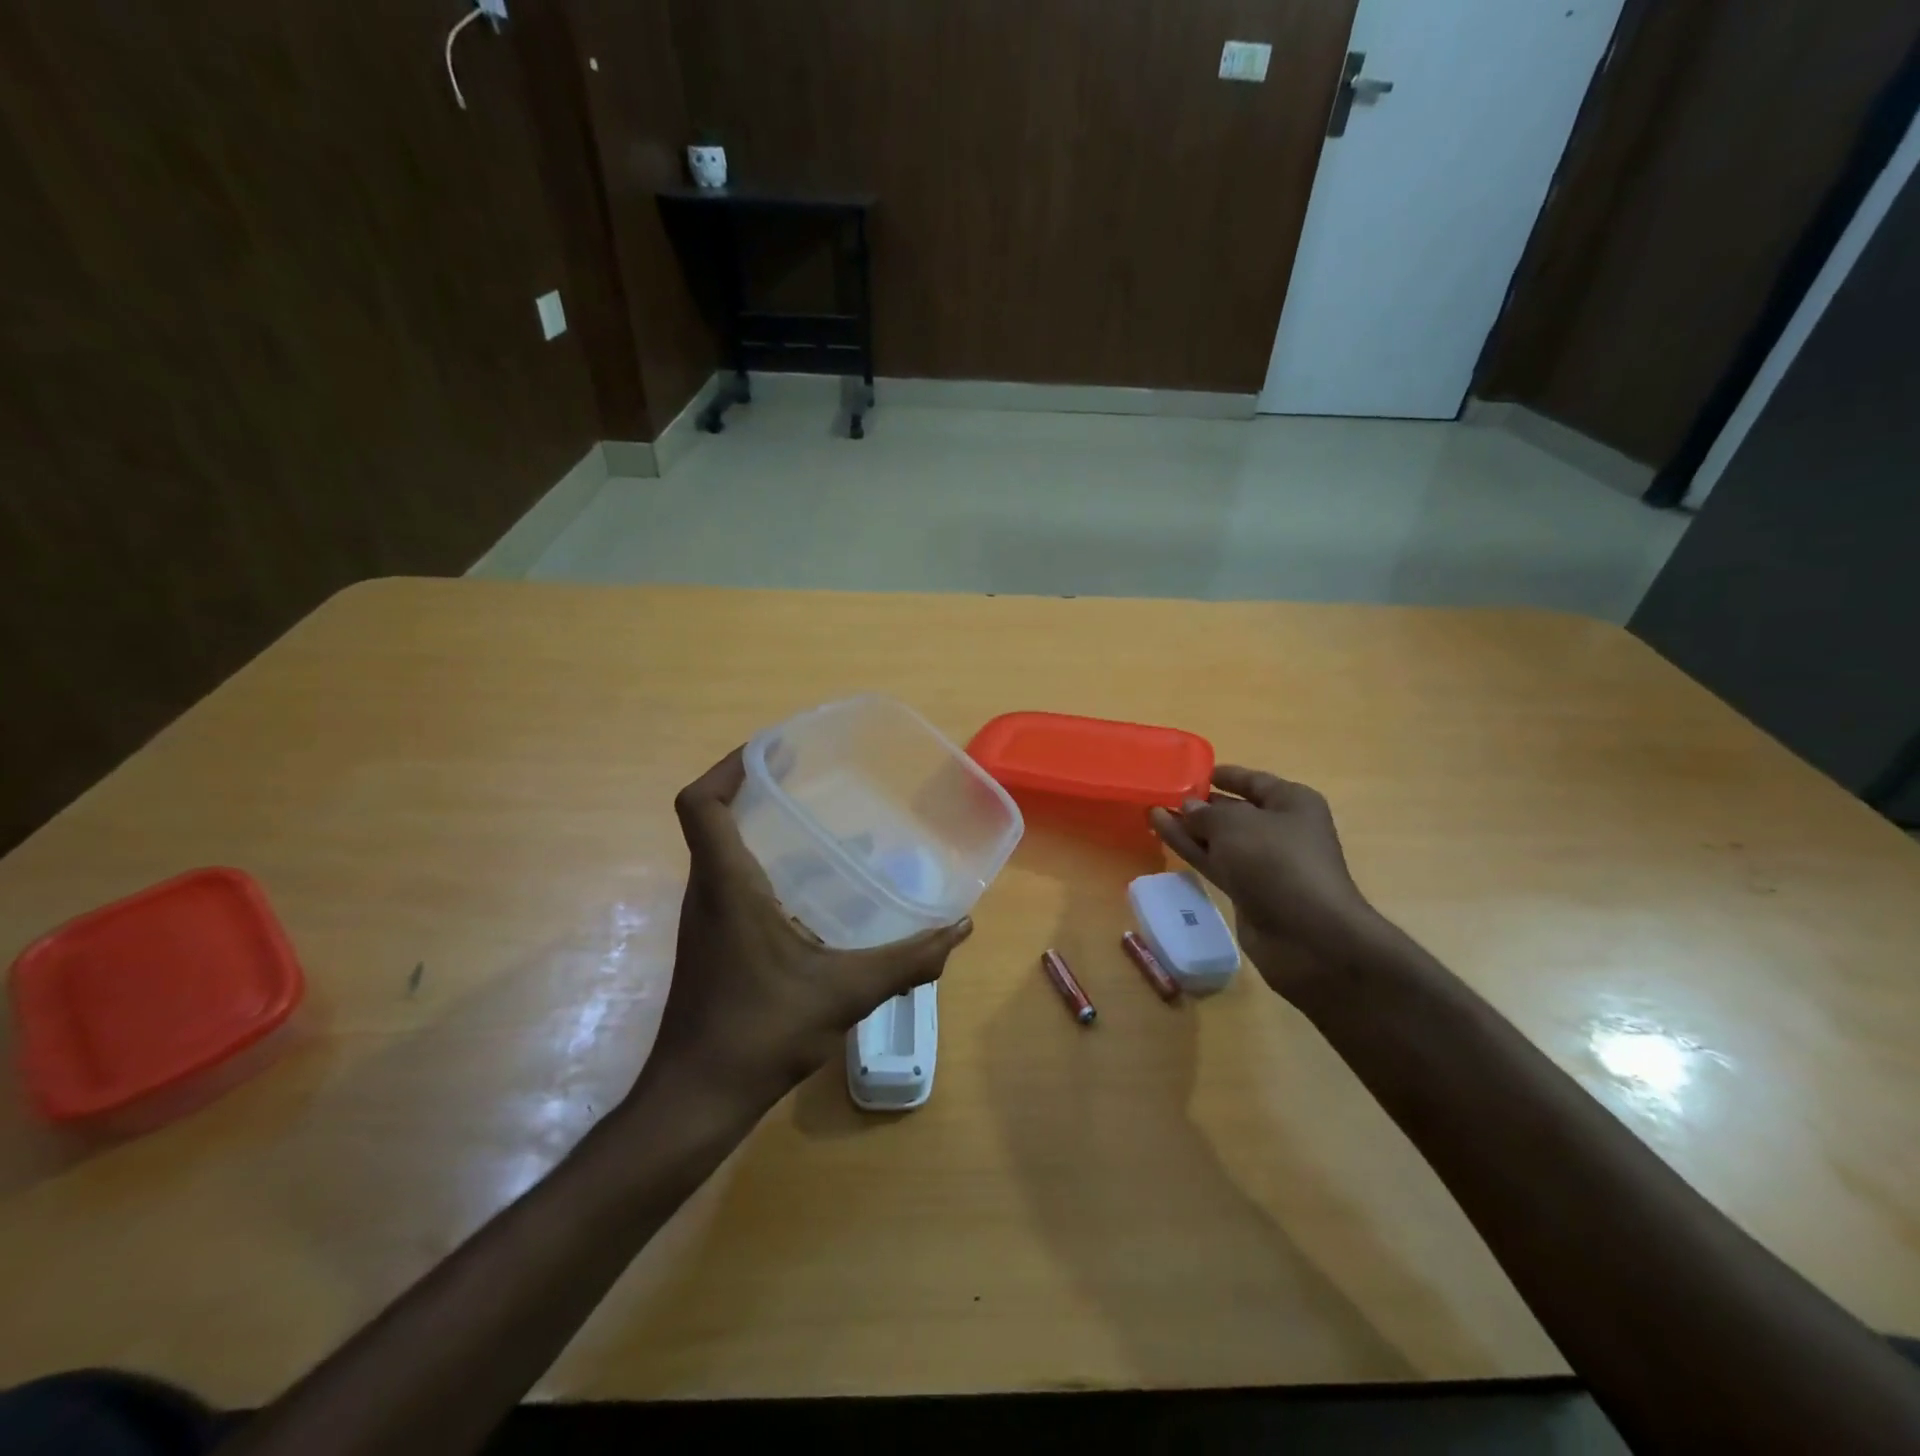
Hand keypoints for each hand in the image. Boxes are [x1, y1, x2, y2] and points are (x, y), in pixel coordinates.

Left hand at [639, 749, 972, 1118]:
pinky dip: (766, 868)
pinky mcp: (712, 944)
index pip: (699, 803)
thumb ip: (907, 960)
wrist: (695, 1100)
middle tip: (810, 779)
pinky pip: (732, 883)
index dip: (728, 766)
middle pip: (713, 819)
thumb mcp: (844, 992)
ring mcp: (705, 920)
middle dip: (755, 789)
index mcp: (726, 884)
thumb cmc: (759, 1033)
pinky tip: (813, 893)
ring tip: (819, 826)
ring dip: (762, 830)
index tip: (774, 751)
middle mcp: (706, 891)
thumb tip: (959, 929)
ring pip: (724, 853)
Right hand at [1149, 766, 1386, 999]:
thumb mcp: (1235, 825)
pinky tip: (1163, 834)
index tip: (1191, 771)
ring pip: (1220, 839)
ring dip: (1189, 827)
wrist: (1307, 935)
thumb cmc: (1277, 862)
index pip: (1254, 781)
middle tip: (1162, 794)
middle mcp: (1281, 829)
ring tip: (1152, 812)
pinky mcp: (1249, 891)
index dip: (1224, 775)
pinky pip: (1216, 862)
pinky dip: (1191, 849)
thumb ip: (1206, 813)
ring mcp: (1265, 863)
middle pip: (1236, 810)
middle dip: (1201, 804)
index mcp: (1292, 803)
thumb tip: (1189, 807)